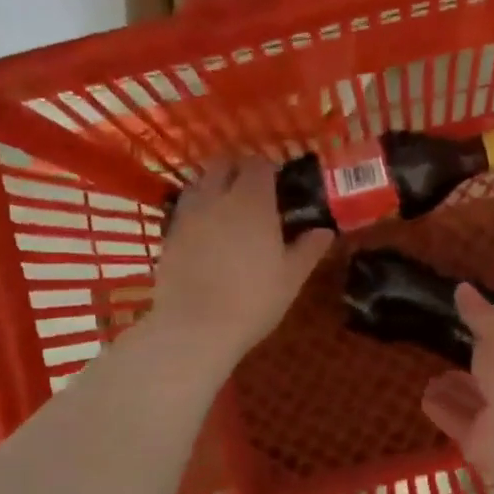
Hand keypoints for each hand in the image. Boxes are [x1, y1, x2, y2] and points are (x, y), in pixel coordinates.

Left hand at [148, 158, 332, 373]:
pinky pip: (185, 209)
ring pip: (199, 183)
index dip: (269, 169)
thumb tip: (325, 231)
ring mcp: (188, 214)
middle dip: (238, 170)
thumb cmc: (253, 300)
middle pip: (223, 165)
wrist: (195, 328)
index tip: (279, 184)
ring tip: (228, 209)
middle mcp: (217, 197)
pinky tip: (207, 233)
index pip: (259, 164)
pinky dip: (197, 211)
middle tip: (253, 191)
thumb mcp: (291, 278)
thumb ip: (308, 249)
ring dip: (214, 186)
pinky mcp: (168, 235)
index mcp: (252, 201)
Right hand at [420, 284, 493, 478]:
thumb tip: (462, 287)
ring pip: (476, 403)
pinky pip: (460, 423)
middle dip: (477, 369)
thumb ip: (480, 316)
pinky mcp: (482, 446)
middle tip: (451, 355)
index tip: (480, 331)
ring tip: (431, 379)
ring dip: (457, 391)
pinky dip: (445, 411)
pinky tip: (425, 398)